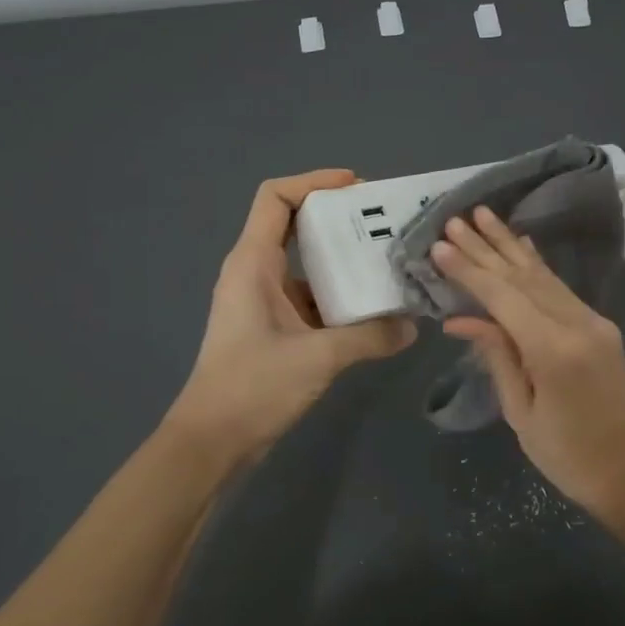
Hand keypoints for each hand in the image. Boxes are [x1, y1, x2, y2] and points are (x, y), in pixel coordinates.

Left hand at [172, 170, 415, 458]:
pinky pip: (310, 296)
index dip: (314, 182)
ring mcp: (264, 301)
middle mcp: (255, 273)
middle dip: (338, 218)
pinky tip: (374, 307)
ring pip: (306, 263)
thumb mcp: (318, 358)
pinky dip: (340, 295)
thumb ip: (370, 337)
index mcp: (253, 263)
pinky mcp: (274, 327)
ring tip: (389, 261)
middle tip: (385, 223)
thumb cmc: (252, 387)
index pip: (275, 198)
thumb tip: (413, 326)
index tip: (357, 187)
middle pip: (294, 224)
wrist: (211, 443)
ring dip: (343, 259)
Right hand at [432, 207, 624, 517]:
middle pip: (523, 276)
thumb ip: (497, 356)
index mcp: (553, 349)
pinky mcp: (600, 326)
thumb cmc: (570, 456)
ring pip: (544, 275)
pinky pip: (561, 288)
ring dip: (510, 246)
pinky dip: (537, 265)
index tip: (440, 246)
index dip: (470, 270)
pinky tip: (523, 244)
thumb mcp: (521, 413)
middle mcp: (577, 323)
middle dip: (486, 247)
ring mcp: (594, 321)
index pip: (502, 297)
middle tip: (455, 220)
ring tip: (484, 216)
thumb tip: (462, 319)